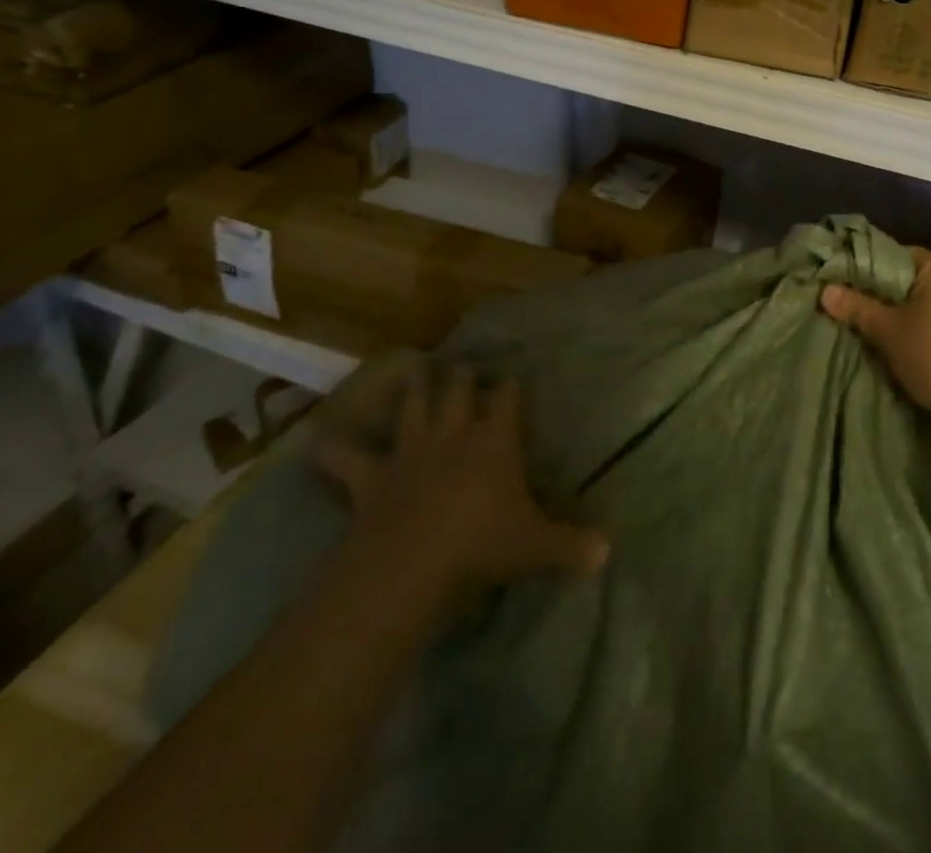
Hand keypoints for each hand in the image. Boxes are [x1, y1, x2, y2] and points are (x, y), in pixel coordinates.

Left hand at [315, 364, 608, 616]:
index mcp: (494, 440)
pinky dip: (334, 449)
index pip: (506, 399)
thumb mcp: (536, 547)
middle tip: (462, 366)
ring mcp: (409, 452)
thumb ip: (573, 546)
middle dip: (461, 377)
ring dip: (412, 391)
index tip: (512, 379)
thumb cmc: (482, 545)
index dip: (509, 388)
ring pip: (411, 408)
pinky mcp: (371, 477)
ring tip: (413, 372)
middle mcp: (452, 434)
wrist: (412, 564)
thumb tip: (608, 551)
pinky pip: (347, 458)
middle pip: (457, 391)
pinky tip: (321, 441)